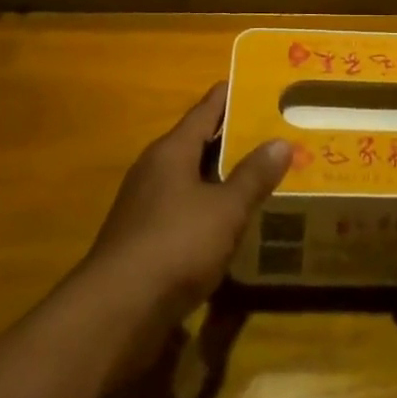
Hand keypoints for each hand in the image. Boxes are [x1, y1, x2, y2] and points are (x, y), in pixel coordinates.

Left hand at [83, 83, 290, 335]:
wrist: (115, 313)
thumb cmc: (175, 245)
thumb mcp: (225, 210)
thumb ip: (253, 176)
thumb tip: (281, 142)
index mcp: (172, 150)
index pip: (206, 109)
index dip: (231, 95)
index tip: (258, 84)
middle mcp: (155, 169)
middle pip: (198, 142)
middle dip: (233, 138)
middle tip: (273, 131)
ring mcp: (145, 205)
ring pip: (191, 179)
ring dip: (221, 177)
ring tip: (259, 174)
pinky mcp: (143, 240)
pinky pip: (183, 210)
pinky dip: (208, 209)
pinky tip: (231, 223)